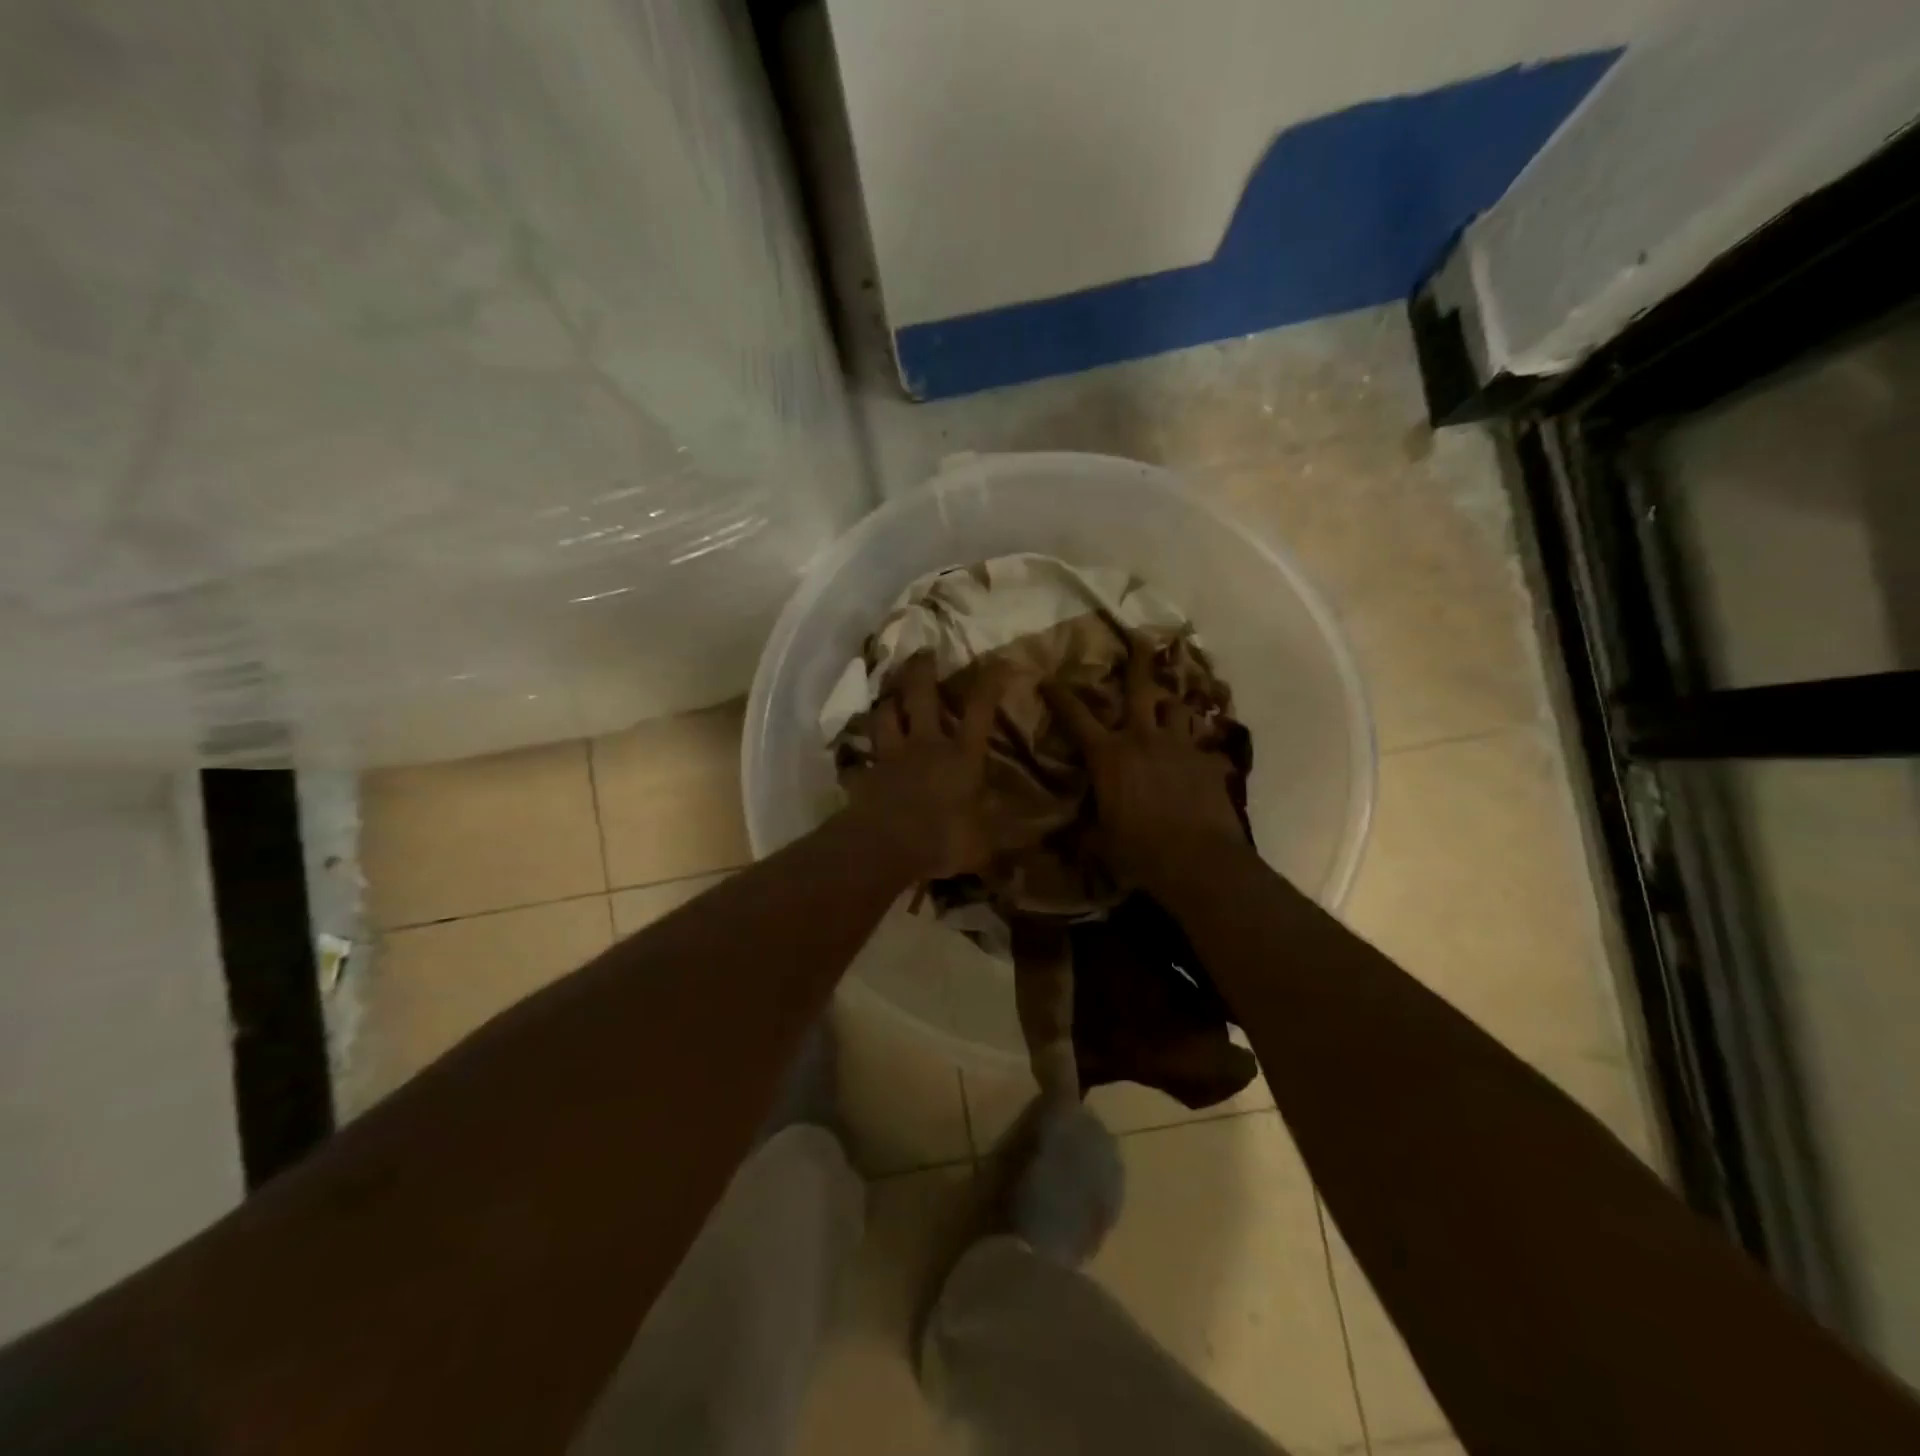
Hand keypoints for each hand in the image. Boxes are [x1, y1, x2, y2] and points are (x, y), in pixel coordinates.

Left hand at [845, 652, 1010, 879]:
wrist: (884, 849)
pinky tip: (854, 757)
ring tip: (887, 693)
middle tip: (922, 651)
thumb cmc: (943, 840)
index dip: (989, 683)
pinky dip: (857, 757)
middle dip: (922, 671)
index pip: (979, 711)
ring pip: (884, 717)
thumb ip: (1010, 835)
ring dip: (886, 702)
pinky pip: (858, 760)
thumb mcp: (986, 843)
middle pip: (921, 697)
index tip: (999, 659)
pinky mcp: (864, 776)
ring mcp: (890, 758)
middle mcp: (925, 746)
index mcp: (960, 757)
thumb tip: (1046, 831)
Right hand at [1041, 636, 1245, 889]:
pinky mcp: (1207, 762)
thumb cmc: (1139, 850)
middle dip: (1139, 661)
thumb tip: (1064, 837)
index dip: (1061, 696)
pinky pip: (1203, 743)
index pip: (1077, 718)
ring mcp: (1180, 747)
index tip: (1049, 678)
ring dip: (1170, 703)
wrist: (1198, 860)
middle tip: (1141, 638)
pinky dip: (1198, 744)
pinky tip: (1201, 752)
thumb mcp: (1101, 843)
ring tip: (1169, 701)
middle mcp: (1143, 739)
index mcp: (1109, 756)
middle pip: (1141, 689)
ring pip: (1177, 708)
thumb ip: (1086, 830)